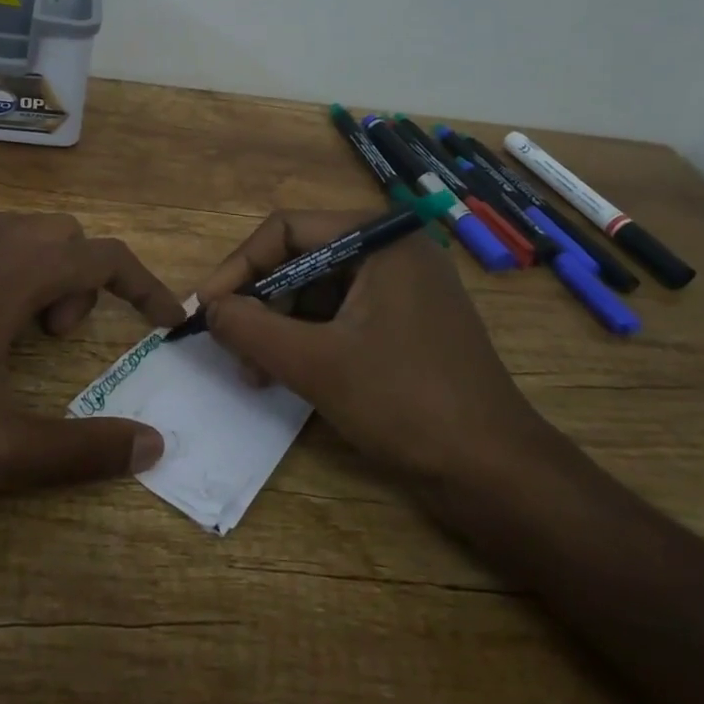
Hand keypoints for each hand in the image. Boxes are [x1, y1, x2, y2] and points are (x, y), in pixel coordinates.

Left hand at [0, 213, 183, 492]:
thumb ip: (82, 449)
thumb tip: (153, 447)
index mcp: (17, 271)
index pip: (105, 258)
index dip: (143, 286)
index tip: (162, 319)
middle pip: (60, 234)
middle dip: (75, 280)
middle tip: (48, 339)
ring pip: (6, 231)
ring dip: (26, 271)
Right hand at [196, 210, 553, 484]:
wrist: (497, 474)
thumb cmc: (406, 403)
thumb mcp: (315, 364)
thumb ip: (251, 329)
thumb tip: (208, 308)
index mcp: (379, 238)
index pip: (286, 230)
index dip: (239, 266)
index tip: (206, 308)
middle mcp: (392, 250)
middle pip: (301, 258)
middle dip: (261, 303)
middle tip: (229, 345)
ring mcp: (403, 287)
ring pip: (318, 291)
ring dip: (281, 327)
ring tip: (256, 372)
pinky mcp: (407, 322)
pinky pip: (342, 315)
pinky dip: (310, 340)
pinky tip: (289, 374)